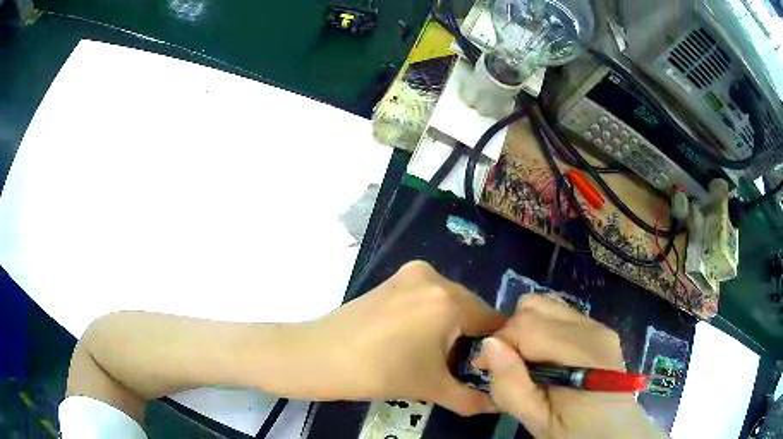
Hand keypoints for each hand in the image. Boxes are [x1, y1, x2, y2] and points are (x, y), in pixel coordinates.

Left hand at [298, 260, 504, 415]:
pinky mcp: (392, 279)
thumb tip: (500, 405)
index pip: (492, 321)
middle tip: (458, 367)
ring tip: (433, 355)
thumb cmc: (379, 373)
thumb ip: (473, 399)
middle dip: (470, 338)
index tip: (487, 368)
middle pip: (471, 310)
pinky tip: (413, 339)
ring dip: (450, 327)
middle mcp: (434, 277)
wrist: (319, 357)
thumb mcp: (432, 388)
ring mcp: (410, 274)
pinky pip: (427, 297)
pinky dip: (431, 316)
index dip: (493, 348)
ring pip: (449, 303)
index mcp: (449, 301)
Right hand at [474, 296, 666, 438]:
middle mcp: (592, 328)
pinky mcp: (598, 328)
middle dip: (511, 333)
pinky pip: (559, 314)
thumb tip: (489, 345)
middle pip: (535, 307)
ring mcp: (597, 325)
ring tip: (526, 360)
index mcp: (581, 353)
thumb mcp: (537, 420)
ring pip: (545, 305)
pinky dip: (541, 329)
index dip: (498, 343)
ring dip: (526, 328)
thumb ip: (512, 386)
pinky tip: (545, 357)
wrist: (614, 431)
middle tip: (508, 366)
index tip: (484, 369)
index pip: (527, 326)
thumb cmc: (575, 432)